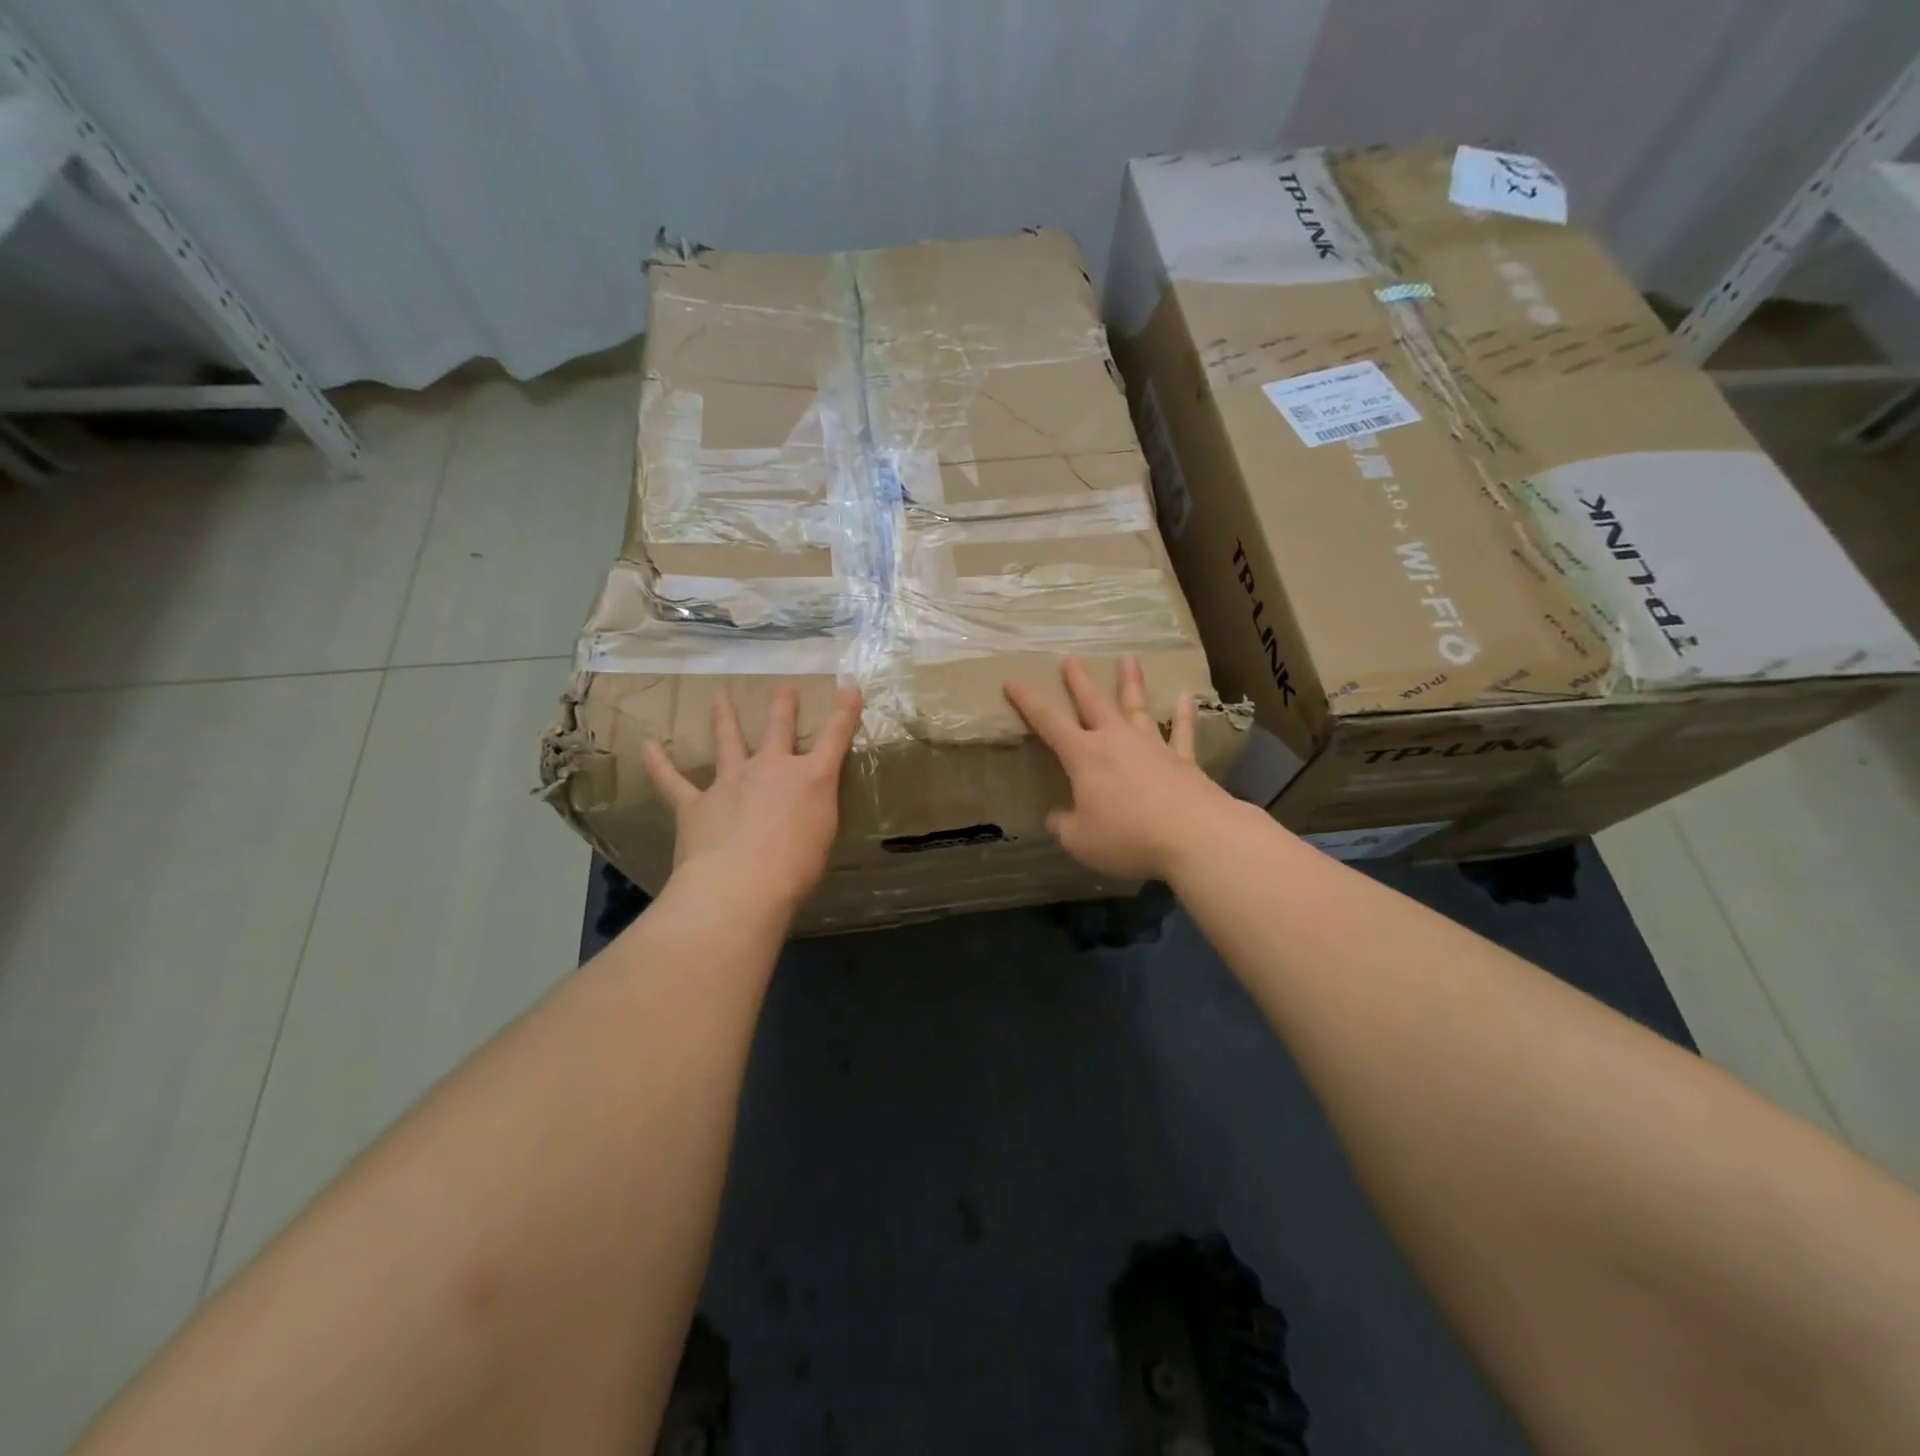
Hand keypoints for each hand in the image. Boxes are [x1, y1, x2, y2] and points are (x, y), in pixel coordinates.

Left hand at [641, 685, 862, 917]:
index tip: (849, 686)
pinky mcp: (696, 804)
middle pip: (778, 728)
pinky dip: (658, 763)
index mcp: (811, 779)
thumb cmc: (796, 869)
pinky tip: (647, 745)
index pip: (835, 737)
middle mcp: (771, 769)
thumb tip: (803, 808)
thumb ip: (814, 813)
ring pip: (728, 741)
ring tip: (719, 695)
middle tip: (785, 689)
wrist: (741, 886)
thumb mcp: (823, 836)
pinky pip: (673, 780)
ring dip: (724, 716)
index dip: (844, 710)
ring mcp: (731, 782)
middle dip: (783, 706)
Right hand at [1004, 656, 1231, 880]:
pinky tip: (1186, 698)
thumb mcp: (1080, 840)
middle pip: (1094, 702)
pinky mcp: (1183, 760)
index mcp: (1084, 756)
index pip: (1048, 721)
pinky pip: (1182, 732)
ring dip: (1131, 682)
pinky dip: (1184, 715)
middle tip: (1072, 659)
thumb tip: (1057, 817)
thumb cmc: (1127, 836)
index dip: (1028, 700)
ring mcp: (1152, 746)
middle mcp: (1116, 740)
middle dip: (1079, 681)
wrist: (1194, 835)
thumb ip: (1064, 825)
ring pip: (1137, 707)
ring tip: (1129, 658)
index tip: (1013, 680)